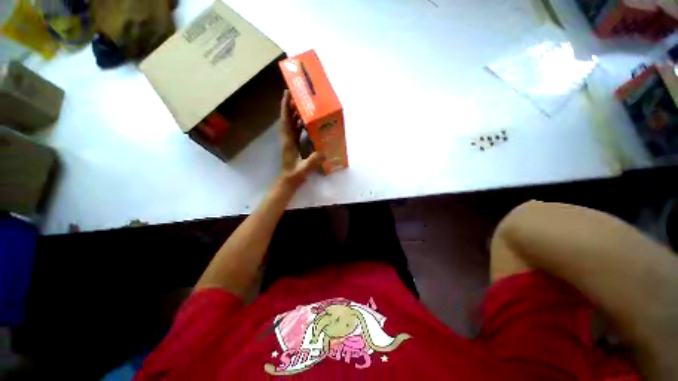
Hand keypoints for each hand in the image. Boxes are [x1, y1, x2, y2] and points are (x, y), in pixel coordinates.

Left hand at [278, 90, 323, 187]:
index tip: (287, 93)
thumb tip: (324, 152)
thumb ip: (313, 161)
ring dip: (294, 114)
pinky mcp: (293, 146)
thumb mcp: (304, 168)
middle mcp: (288, 139)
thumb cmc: (294, 175)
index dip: (285, 107)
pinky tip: (306, 123)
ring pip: (291, 125)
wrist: (288, 182)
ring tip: (302, 106)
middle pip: (287, 119)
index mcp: (288, 142)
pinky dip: (299, 125)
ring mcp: (290, 142)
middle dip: (291, 107)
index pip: (285, 121)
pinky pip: (295, 132)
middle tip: (298, 96)